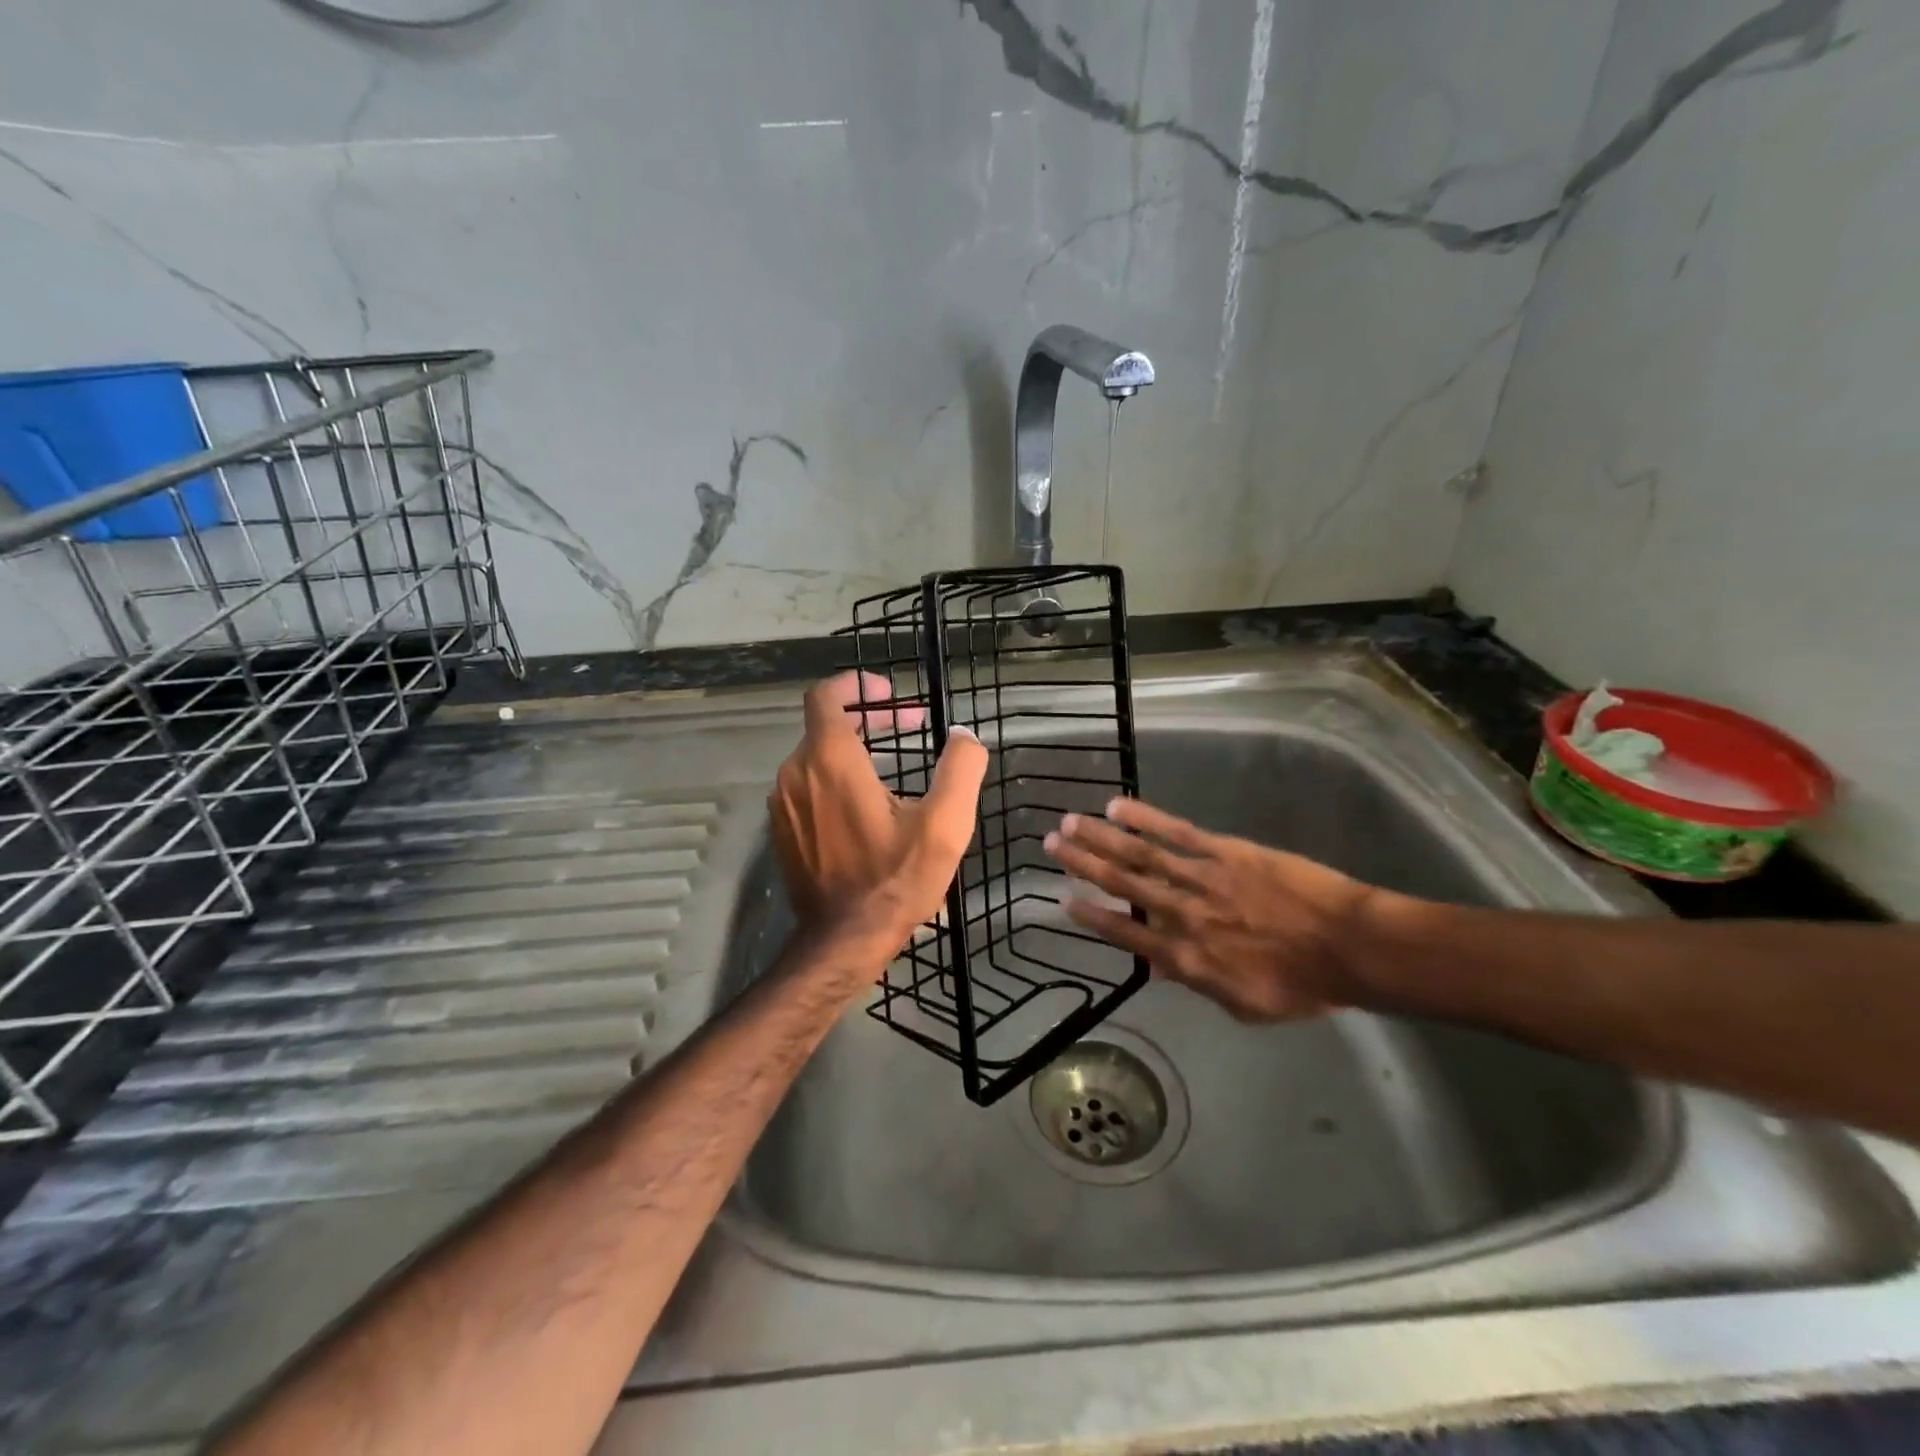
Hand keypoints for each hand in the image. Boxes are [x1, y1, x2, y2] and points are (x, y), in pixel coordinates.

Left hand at [768, 672, 987, 957]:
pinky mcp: (781, 829)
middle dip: (870, 719)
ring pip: (815, 756)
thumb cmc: (895, 880)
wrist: (843, 940)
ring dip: (853, 750)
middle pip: (825, 724)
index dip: (857, 685)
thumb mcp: (944, 824)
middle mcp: (796, 773)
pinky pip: (806, 786)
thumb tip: (964, 736)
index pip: (825, 695)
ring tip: (894, 770)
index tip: (890, 694)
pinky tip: (866, 806)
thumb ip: (961, 768)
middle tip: (911, 727)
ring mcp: (783, 803)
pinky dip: (834, 779)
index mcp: (830, 760)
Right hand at [1042, 797, 1373, 1021]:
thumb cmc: (1302, 985)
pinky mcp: (1224, 852)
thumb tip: (1162, 966)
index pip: (1126, 934)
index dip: (1092, 916)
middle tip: (1051, 844)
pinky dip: (1144, 818)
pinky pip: (1177, 833)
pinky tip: (1117, 806)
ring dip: (1102, 838)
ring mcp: (1202, 879)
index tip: (1063, 898)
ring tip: (1070, 821)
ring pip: (1141, 855)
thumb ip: (1199, 983)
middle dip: (1083, 864)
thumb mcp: (1244, 1005)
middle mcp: (1183, 916)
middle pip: (1123, 885)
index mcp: (1186, 959)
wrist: (1350, 948)